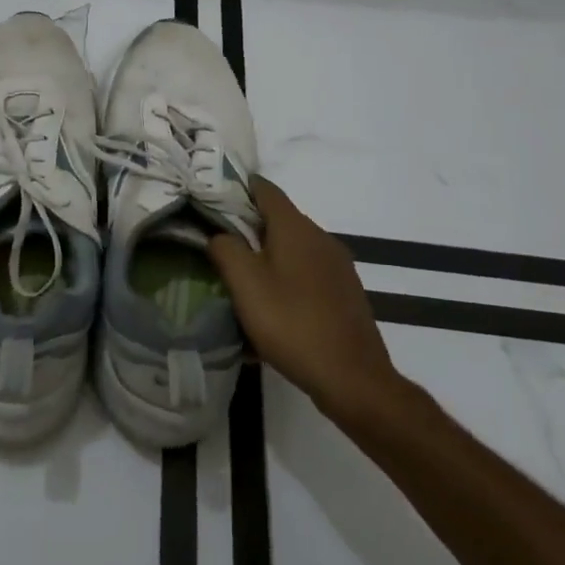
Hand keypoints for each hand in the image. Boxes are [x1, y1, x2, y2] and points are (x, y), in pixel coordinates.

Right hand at [208, 178, 405, 415]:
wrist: (353, 378)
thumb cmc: (292, 323)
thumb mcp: (245, 284)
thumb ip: (225, 249)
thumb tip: (219, 234)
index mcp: (296, 228)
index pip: (265, 189)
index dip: (237, 186)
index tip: (211, 193)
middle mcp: (321, 238)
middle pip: (279, 218)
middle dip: (248, 225)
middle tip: (217, 239)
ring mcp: (337, 266)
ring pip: (293, 248)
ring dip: (266, 255)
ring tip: (239, 276)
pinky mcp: (344, 292)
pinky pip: (307, 273)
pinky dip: (285, 277)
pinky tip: (271, 306)